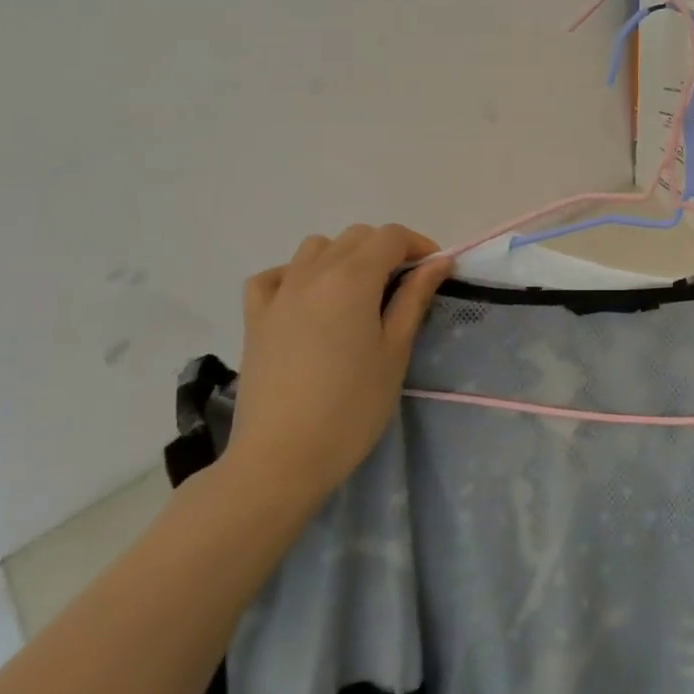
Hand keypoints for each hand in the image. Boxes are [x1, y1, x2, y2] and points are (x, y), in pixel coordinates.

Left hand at [224, 225, 452, 509]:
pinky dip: (296, 274)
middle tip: (404, 288)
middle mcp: (313, 273)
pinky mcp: (255, 317)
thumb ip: (414, 298)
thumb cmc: (351, 407)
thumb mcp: (395, 351)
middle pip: (356, 237)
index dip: (418, 246)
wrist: (282, 457)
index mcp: (352, 279)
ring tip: (358, 293)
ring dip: (344, 257)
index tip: (434, 272)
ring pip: (316, 248)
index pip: (390, 236)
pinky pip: (275, 275)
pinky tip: (308, 300)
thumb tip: (438, 262)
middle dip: (386, 250)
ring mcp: (279, 293)